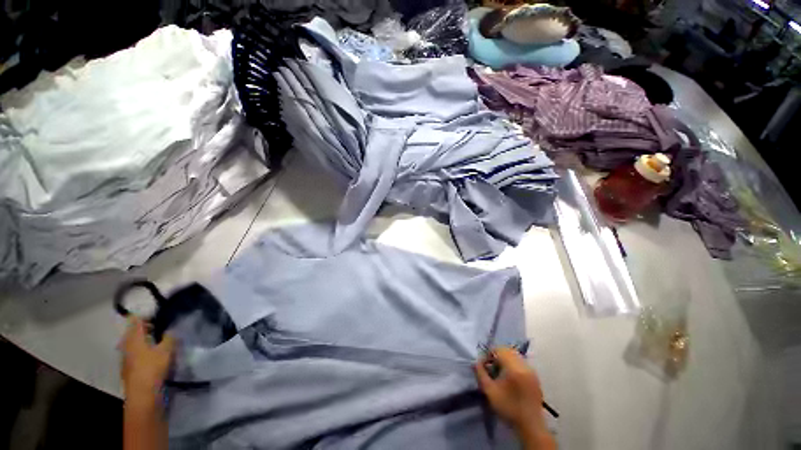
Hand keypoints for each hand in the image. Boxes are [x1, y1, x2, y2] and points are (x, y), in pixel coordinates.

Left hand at [120, 317, 175, 398]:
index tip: (159, 315)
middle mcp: (126, 345)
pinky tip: (154, 355)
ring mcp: (126, 358)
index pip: (136, 320)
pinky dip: (144, 350)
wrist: (142, 394)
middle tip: (162, 327)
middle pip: (133, 332)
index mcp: (133, 338)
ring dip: (145, 340)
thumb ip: (170, 337)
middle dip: (146, 328)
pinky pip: (135, 353)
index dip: (146, 315)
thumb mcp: (167, 350)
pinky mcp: (129, 368)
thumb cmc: (153, 368)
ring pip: (134, 343)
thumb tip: (172, 329)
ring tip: (160, 341)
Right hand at [475, 348, 553, 448]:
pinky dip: (514, 364)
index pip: (499, 349)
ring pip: (515, 355)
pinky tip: (511, 378)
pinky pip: (522, 363)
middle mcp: (524, 365)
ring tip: (500, 373)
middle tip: (492, 368)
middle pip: (508, 350)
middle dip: (497, 356)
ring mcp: (531, 370)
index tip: (485, 366)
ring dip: (506, 359)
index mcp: (514, 367)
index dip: (489, 354)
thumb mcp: (489, 391)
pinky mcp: (535, 377)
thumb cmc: (508, 407)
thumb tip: (475, 362)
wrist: (530, 425)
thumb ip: (480, 374)